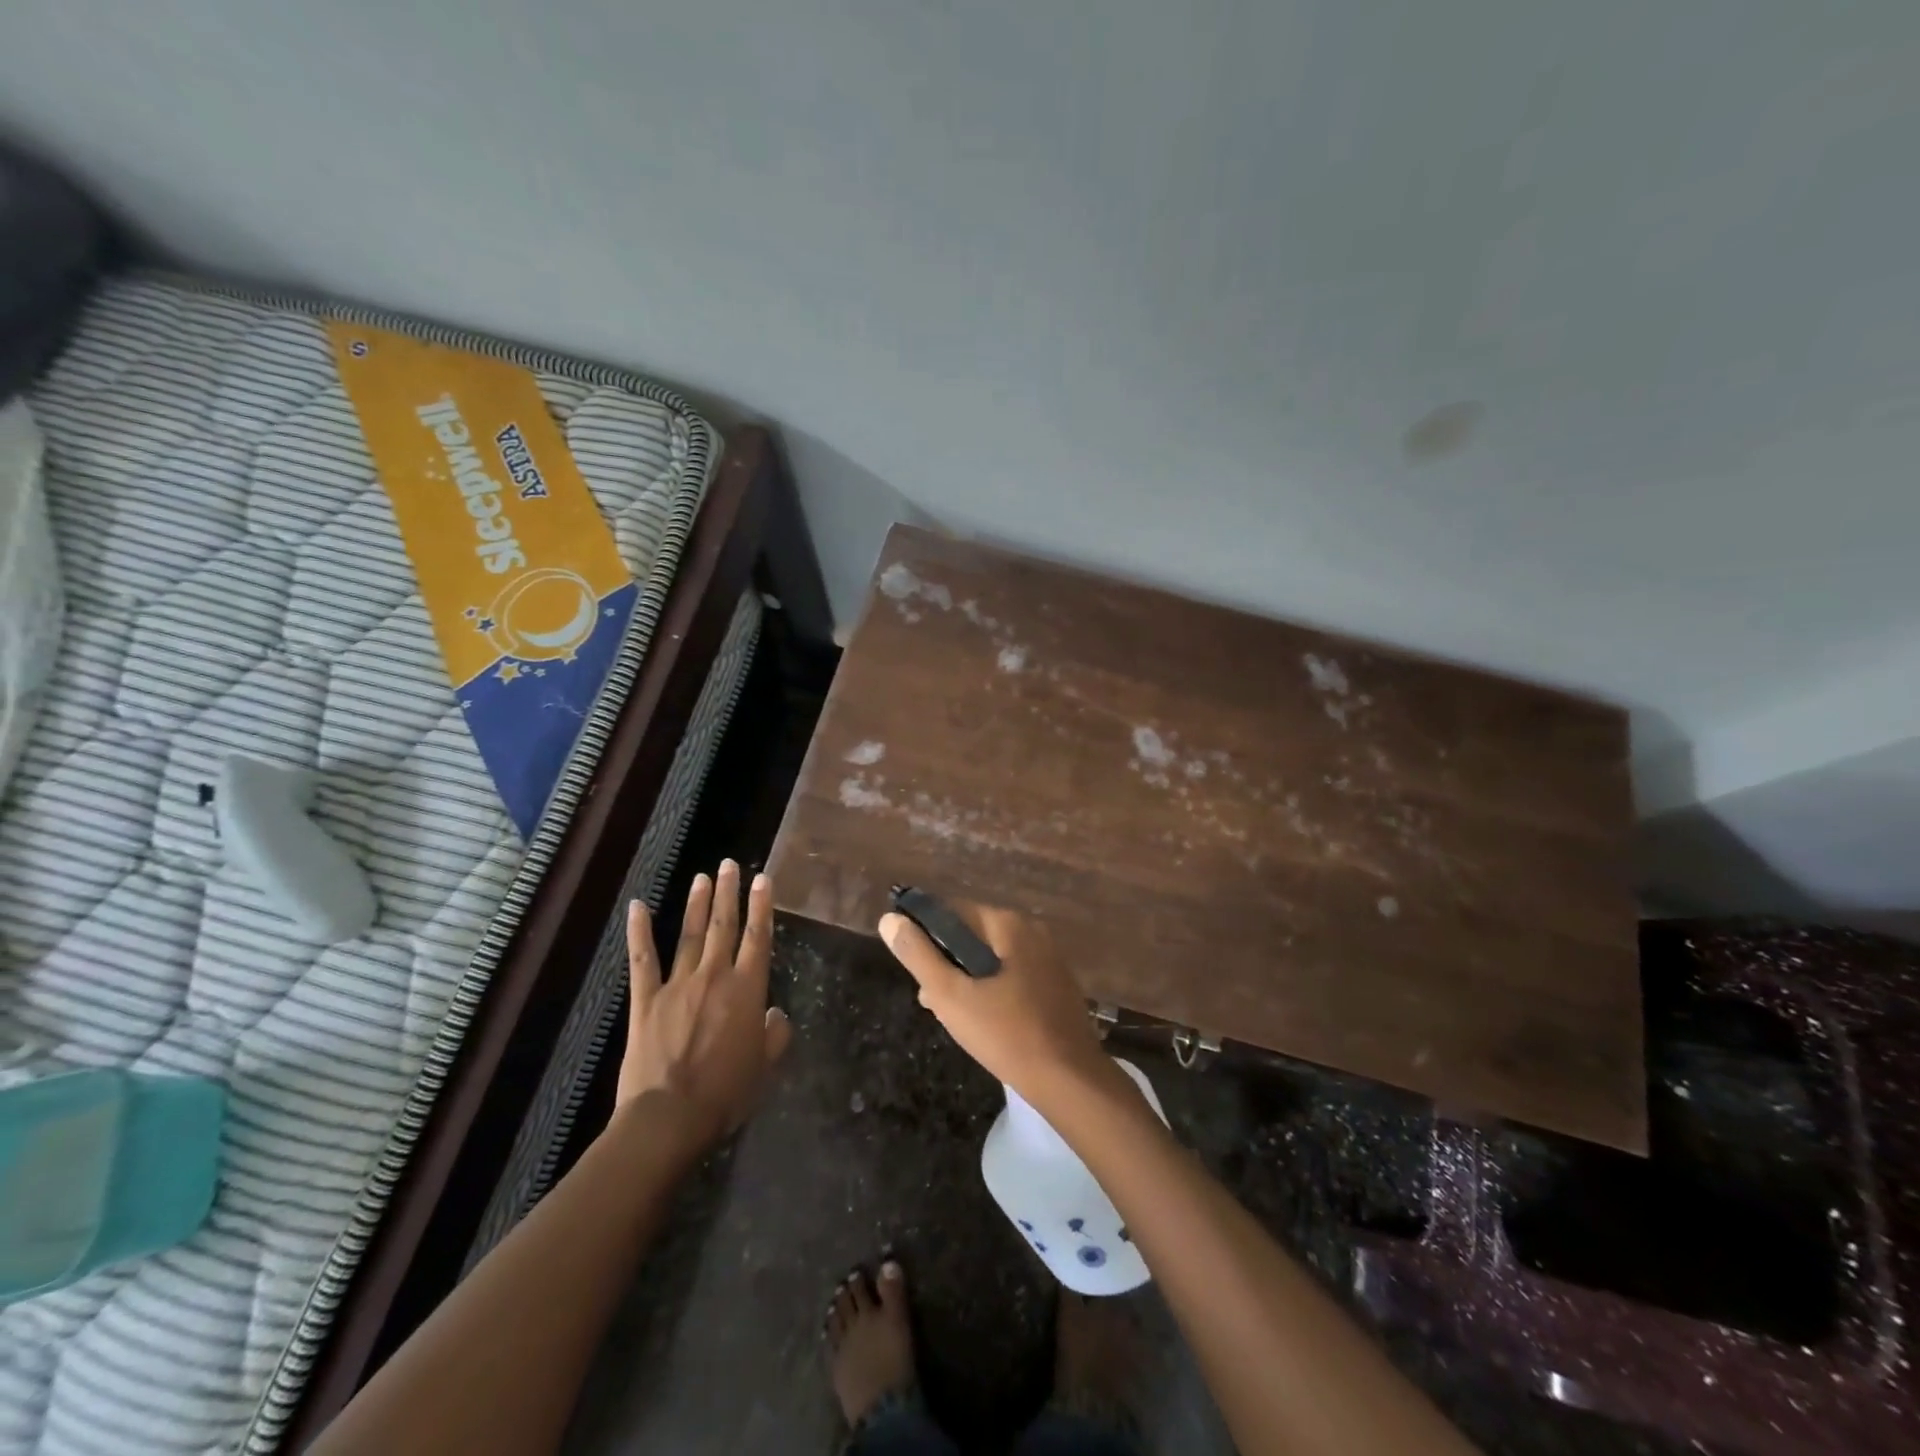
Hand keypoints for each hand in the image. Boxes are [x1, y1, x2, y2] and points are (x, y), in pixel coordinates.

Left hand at [619, 860, 791, 1149]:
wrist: (669, 1117)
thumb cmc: (725, 1094)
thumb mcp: (764, 1067)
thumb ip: (774, 1035)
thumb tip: (776, 1015)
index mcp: (748, 990)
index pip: (758, 937)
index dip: (762, 906)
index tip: (763, 879)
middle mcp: (715, 977)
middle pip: (725, 926)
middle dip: (730, 893)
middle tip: (731, 865)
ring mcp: (678, 985)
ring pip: (691, 935)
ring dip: (698, 904)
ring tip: (703, 877)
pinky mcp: (646, 1000)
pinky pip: (643, 960)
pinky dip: (640, 932)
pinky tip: (637, 907)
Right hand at [879, 902, 1114, 1104]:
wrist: (1069, 1080)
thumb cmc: (1005, 1033)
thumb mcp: (950, 995)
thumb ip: (918, 955)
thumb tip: (890, 920)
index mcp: (1008, 923)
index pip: (953, 911)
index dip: (926, 935)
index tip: (914, 970)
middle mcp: (1032, 930)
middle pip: (974, 935)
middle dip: (948, 963)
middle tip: (932, 1000)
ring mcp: (1049, 957)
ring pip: (993, 958)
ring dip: (968, 980)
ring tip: (953, 1016)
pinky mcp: (1057, 984)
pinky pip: (1014, 975)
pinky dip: (994, 990)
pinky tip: (987, 1021)